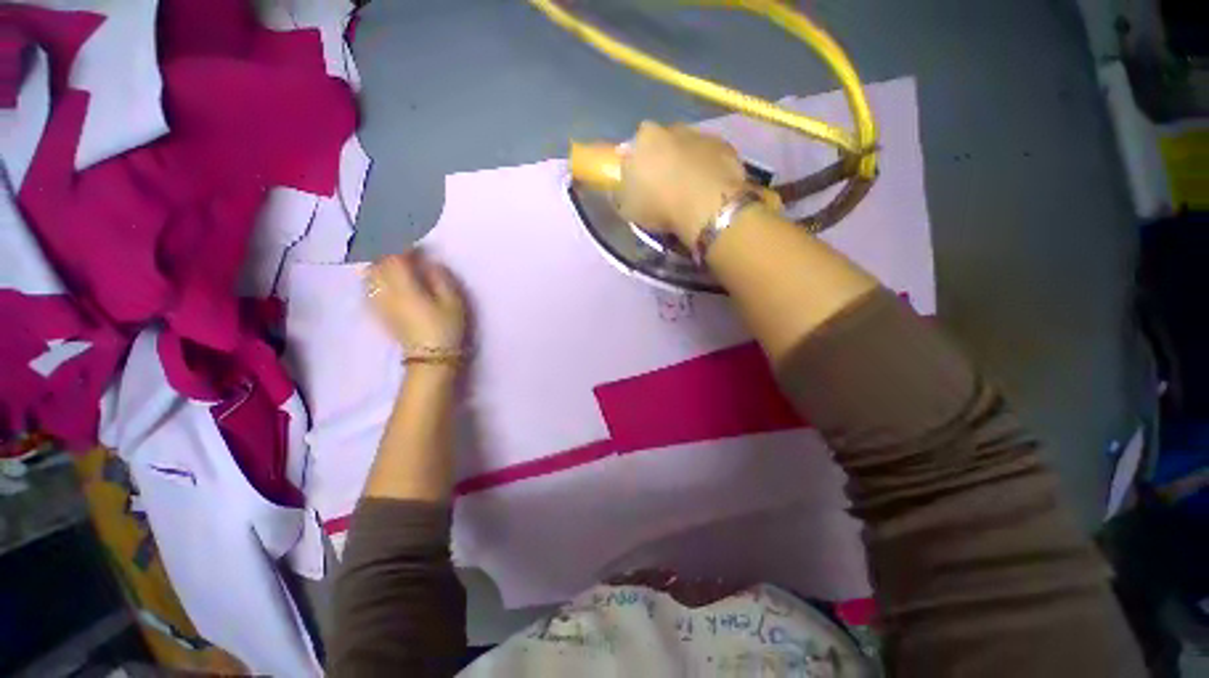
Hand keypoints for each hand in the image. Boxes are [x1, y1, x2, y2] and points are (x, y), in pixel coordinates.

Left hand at [365, 252, 466, 354]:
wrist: (430, 358)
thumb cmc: (446, 328)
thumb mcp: (453, 302)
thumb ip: (441, 278)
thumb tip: (430, 263)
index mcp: (405, 287)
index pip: (395, 258)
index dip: (404, 248)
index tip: (417, 247)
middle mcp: (386, 292)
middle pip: (376, 265)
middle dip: (388, 254)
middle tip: (404, 254)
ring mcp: (379, 303)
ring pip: (369, 276)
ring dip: (379, 265)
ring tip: (394, 266)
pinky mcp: (378, 313)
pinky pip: (369, 288)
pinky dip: (375, 279)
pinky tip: (386, 281)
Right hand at [615, 121, 747, 244]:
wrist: (708, 207)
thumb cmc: (661, 206)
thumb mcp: (628, 207)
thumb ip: (625, 191)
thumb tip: (628, 185)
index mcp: (644, 138)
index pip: (635, 147)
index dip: (638, 165)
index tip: (642, 183)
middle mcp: (673, 128)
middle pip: (664, 143)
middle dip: (664, 160)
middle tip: (666, 187)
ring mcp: (702, 135)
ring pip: (690, 149)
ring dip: (688, 164)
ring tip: (690, 192)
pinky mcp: (726, 147)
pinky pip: (712, 158)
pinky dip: (709, 170)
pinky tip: (709, 191)